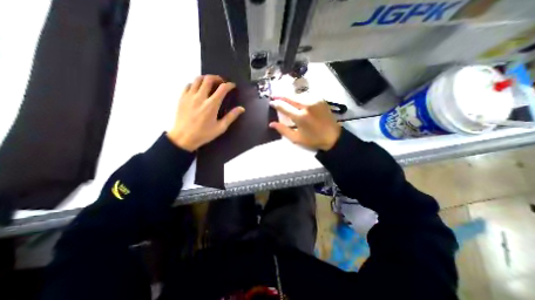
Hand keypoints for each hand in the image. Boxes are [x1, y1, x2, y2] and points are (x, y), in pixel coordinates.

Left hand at [167, 75, 243, 151]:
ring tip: (210, 83)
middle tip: (221, 82)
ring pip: (198, 79)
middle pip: (209, 79)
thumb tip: (241, 108)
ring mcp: (189, 96)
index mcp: (212, 105)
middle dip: (217, 78)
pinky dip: (195, 84)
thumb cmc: (204, 134)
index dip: (229, 85)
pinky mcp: (182, 97)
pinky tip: (198, 89)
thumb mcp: (220, 127)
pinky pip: (189, 85)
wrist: (183, 138)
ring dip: (206, 78)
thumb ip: (231, 116)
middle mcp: (200, 97)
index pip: (222, 88)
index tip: (232, 86)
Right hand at [270, 96, 339, 150]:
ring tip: (284, 98)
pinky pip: (306, 95)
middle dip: (280, 95)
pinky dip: (299, 96)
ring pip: (297, 94)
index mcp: (300, 117)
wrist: (333, 137)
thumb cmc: (313, 140)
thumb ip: (283, 130)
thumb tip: (271, 123)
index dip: (276, 104)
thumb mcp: (296, 138)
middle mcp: (307, 105)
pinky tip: (296, 99)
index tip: (270, 102)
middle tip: (273, 96)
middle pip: (290, 96)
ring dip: (289, 96)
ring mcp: (314, 100)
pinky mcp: (320, 99)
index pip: (284, 107)